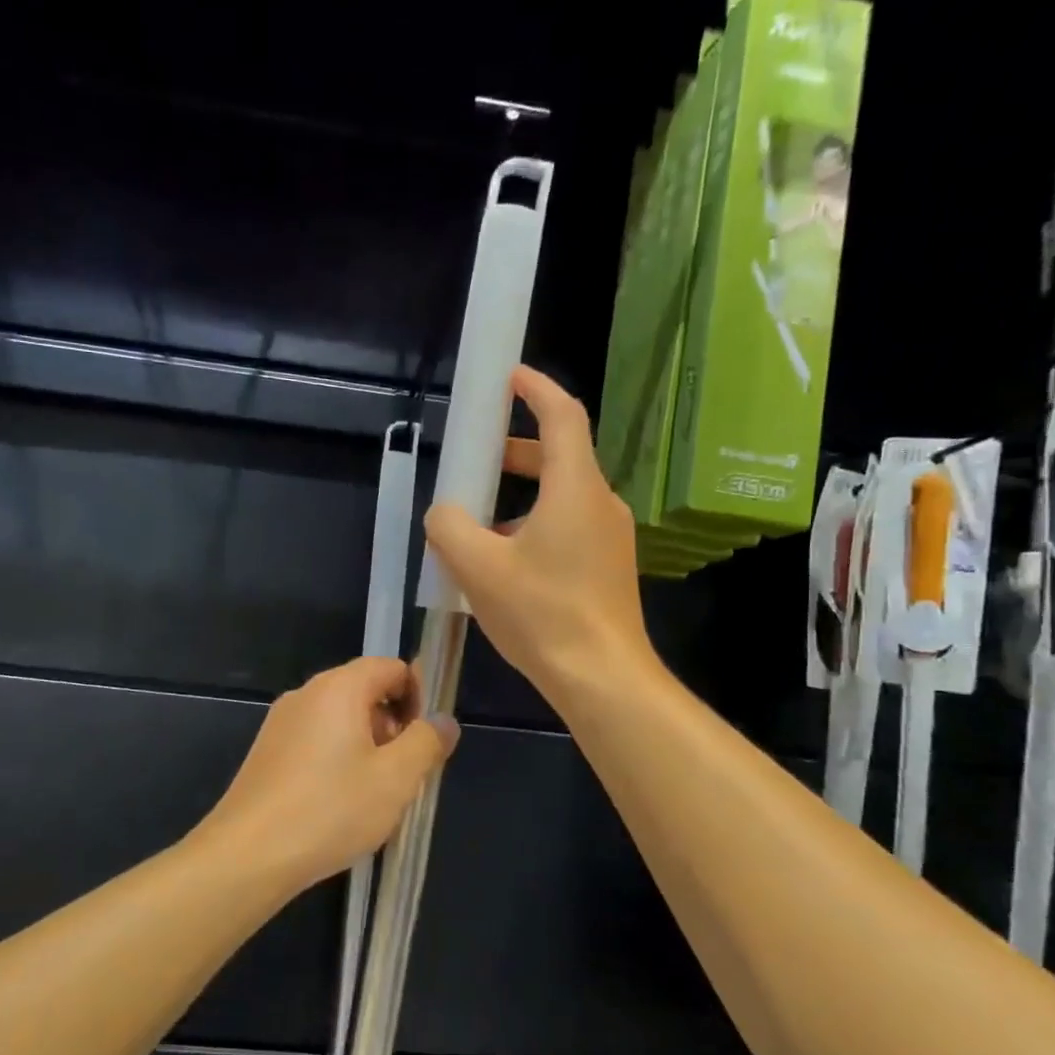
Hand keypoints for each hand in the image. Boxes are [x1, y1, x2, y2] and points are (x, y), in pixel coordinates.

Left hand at [201, 657, 459, 886]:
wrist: (248, 855)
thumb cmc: (330, 809)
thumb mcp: (395, 778)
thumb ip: (427, 742)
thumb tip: (444, 721)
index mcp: (339, 687)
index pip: (391, 668)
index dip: (418, 697)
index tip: (425, 740)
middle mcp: (306, 694)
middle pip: (364, 692)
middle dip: (393, 726)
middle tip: (404, 774)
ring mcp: (281, 723)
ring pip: (340, 721)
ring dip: (367, 748)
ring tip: (374, 796)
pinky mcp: (267, 753)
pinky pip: (315, 742)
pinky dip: (337, 761)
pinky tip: (339, 806)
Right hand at [424, 366, 654, 706]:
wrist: (602, 678)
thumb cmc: (541, 614)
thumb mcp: (477, 568)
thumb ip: (449, 528)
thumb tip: (444, 513)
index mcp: (574, 487)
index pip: (562, 415)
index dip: (535, 387)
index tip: (509, 376)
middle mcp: (600, 503)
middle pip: (558, 457)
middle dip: (514, 452)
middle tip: (475, 462)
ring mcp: (610, 537)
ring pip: (561, 498)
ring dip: (519, 499)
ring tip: (476, 528)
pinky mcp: (609, 567)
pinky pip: (568, 529)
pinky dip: (534, 528)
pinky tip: (504, 567)